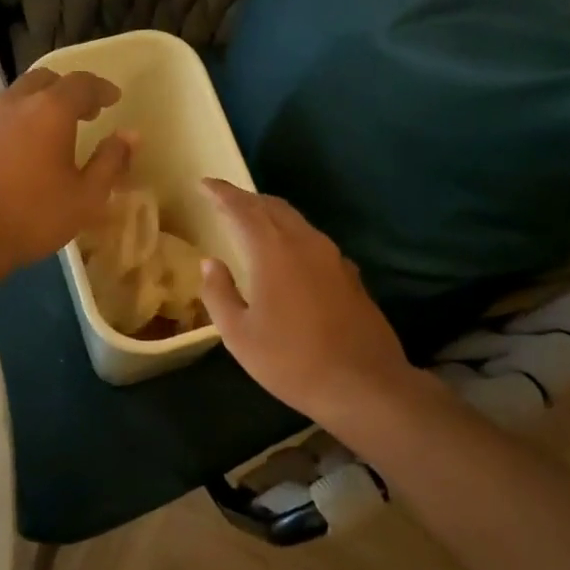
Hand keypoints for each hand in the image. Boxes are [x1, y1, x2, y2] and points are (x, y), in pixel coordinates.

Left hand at [0, 69, 133, 283]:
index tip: (114, 99)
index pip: (82, 83)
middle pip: (46, 80)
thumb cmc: (32, 214)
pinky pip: (3, 117)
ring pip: (19, 96)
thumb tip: (130, 135)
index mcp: (50, 108)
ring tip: (57, 129)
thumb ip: (111, 162)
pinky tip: (26, 149)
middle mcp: (17, 103)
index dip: (101, 89)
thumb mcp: (86, 197)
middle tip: (87, 111)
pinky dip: (21, 121)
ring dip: (42, 104)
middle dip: (69, 90)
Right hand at [199, 179, 424, 431]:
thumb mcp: (239, 334)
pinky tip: (287, 255)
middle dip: (247, 199)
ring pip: (297, 221)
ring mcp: (333, 257)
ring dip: (271, 215)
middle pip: (273, 207)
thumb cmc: (292, 361)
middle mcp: (305, 243)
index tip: (205, 184)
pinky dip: (291, 235)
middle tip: (225, 201)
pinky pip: (313, 241)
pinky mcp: (350, 275)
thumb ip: (218, 293)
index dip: (222, 193)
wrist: (364, 385)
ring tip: (251, 222)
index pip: (243, 209)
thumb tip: (210, 263)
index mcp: (273, 251)